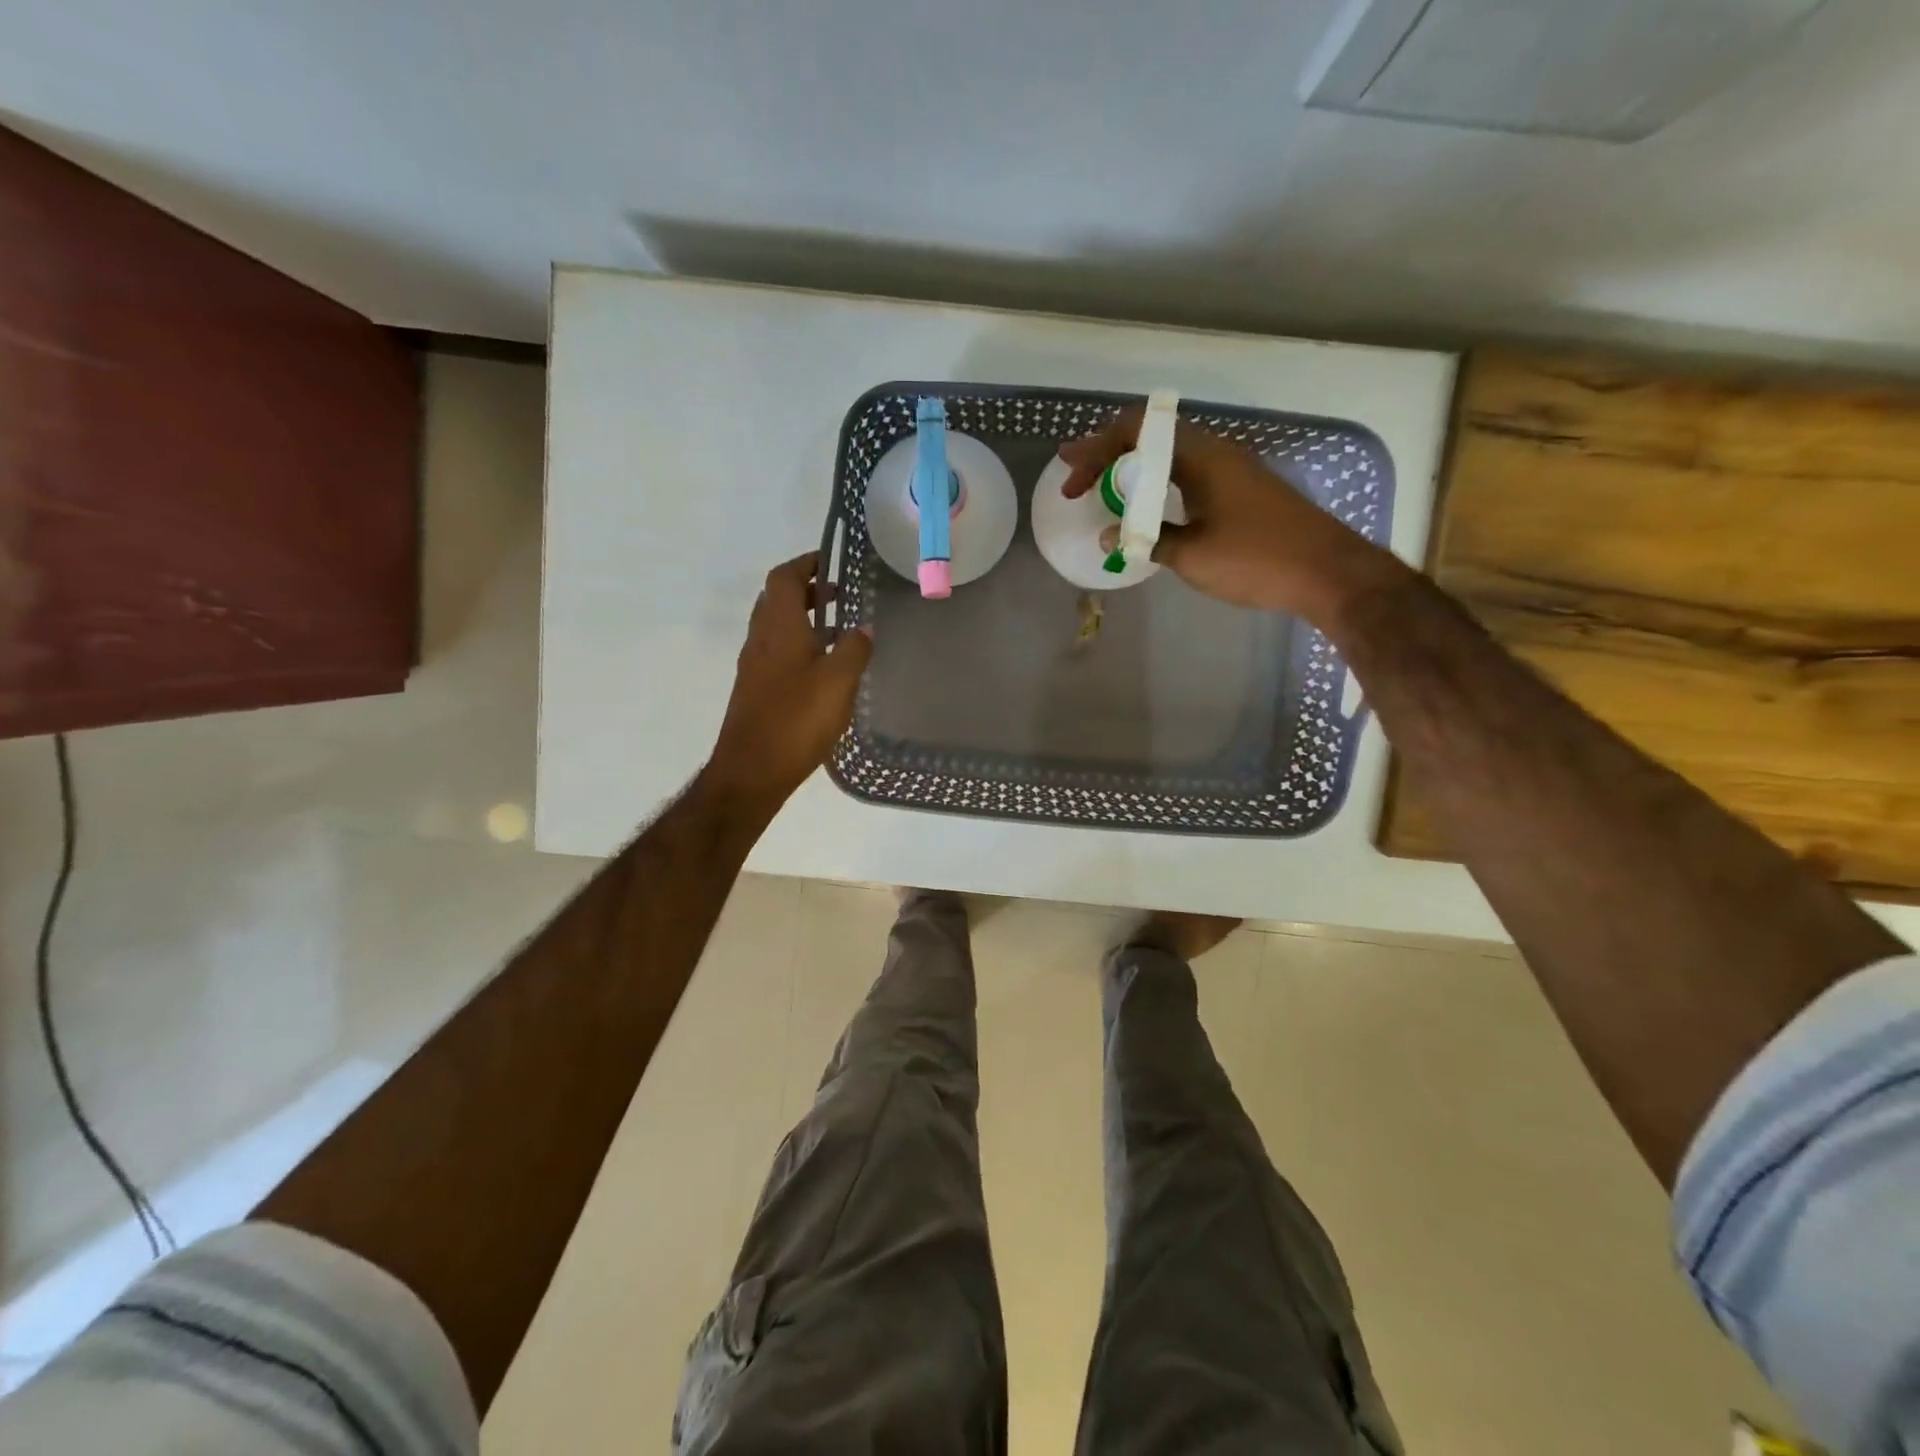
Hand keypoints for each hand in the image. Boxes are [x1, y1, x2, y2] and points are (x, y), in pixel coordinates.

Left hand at [706, 552, 872, 810]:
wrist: (751, 771)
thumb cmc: (796, 720)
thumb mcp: (838, 682)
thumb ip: (855, 650)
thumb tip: (864, 628)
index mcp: (779, 628)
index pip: (785, 578)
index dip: (806, 564)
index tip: (831, 562)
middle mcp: (761, 639)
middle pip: (777, 600)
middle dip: (807, 591)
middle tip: (840, 596)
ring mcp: (754, 667)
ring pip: (776, 628)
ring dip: (803, 620)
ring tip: (838, 631)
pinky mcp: (755, 691)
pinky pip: (776, 653)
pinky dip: (798, 646)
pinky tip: (823, 670)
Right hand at [1059, 408, 1392, 622]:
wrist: (1327, 570)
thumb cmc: (1255, 559)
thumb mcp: (1191, 555)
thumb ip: (1145, 540)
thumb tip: (1108, 536)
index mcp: (1199, 457)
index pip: (1135, 431)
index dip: (1095, 452)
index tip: (1073, 485)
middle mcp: (1214, 451)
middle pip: (1150, 435)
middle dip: (1107, 452)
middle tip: (1074, 472)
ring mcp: (1231, 468)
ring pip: (1169, 454)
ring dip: (1133, 467)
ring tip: (1103, 486)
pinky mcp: (1242, 488)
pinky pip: (1187, 471)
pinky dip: (1157, 481)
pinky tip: (1147, 505)